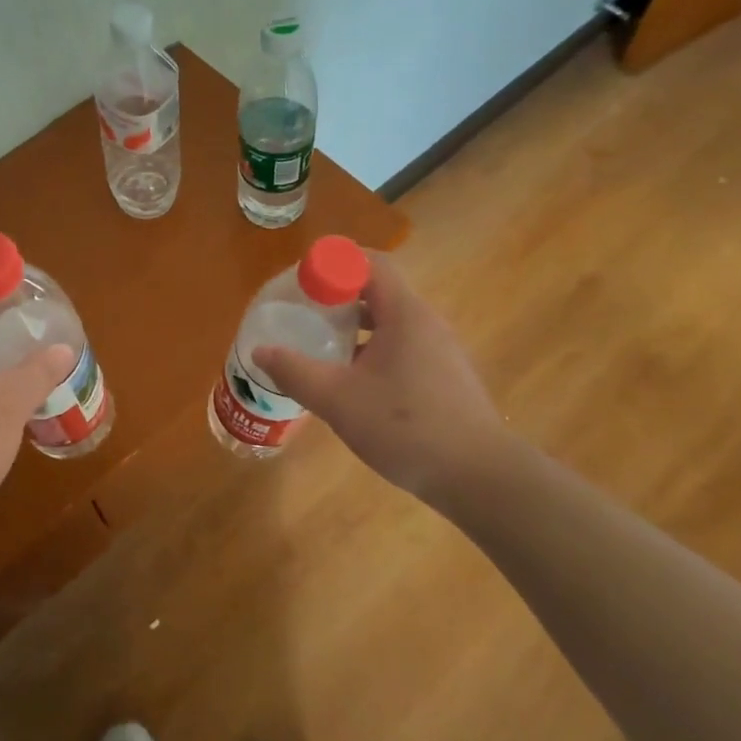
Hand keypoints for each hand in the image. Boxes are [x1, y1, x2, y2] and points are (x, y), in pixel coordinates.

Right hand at [253, 253, 510, 497]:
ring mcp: (440, 350)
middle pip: (377, 291)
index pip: (369, 262)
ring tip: (321, 349)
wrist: (479, 477)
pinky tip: (353, 384)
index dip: (332, 264)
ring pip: (389, 323)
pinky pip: (402, 347)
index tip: (300, 284)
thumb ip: (295, 372)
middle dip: (337, 298)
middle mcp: (426, 322)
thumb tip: (260, 352)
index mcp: (404, 314)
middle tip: (302, 316)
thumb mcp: (338, 400)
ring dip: (354, 328)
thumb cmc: (405, 428)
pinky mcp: (445, 376)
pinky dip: (372, 351)